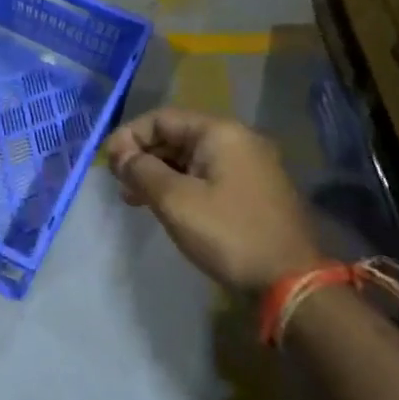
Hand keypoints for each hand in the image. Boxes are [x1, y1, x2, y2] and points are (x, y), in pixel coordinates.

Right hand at [104, 108, 322, 292]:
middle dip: (143, 155)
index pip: (162, 118)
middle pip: (177, 135)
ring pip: (190, 158)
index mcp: (220, 133)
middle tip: (119, 184)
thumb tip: (121, 155)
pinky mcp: (252, 191)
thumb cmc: (229, 234)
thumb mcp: (176, 201)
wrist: (290, 281)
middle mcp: (238, 140)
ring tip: (134, 199)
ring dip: (159, 173)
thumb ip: (142, 171)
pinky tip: (164, 206)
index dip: (129, 136)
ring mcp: (249, 166)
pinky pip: (207, 176)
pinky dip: (181, 185)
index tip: (109, 165)